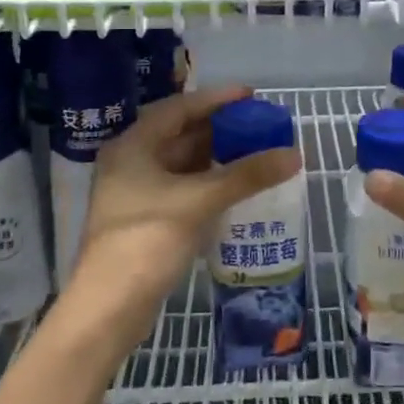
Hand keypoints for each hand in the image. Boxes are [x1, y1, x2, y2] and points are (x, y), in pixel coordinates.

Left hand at [65, 86, 300, 338]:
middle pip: (180, 134)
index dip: (216, 100)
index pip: (179, 109)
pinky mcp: (146, 219)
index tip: (251, 96)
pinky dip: (209, 182)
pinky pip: (183, 187)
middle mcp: (131, 162)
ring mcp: (136, 192)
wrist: (109, 308)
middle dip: (220, 129)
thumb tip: (294, 153)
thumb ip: (247, 175)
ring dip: (216, 157)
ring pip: (182, 163)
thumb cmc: (147, 241)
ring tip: (255, 151)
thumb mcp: (200, 201)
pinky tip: (235, 186)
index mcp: (133, 146)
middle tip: (259, 125)